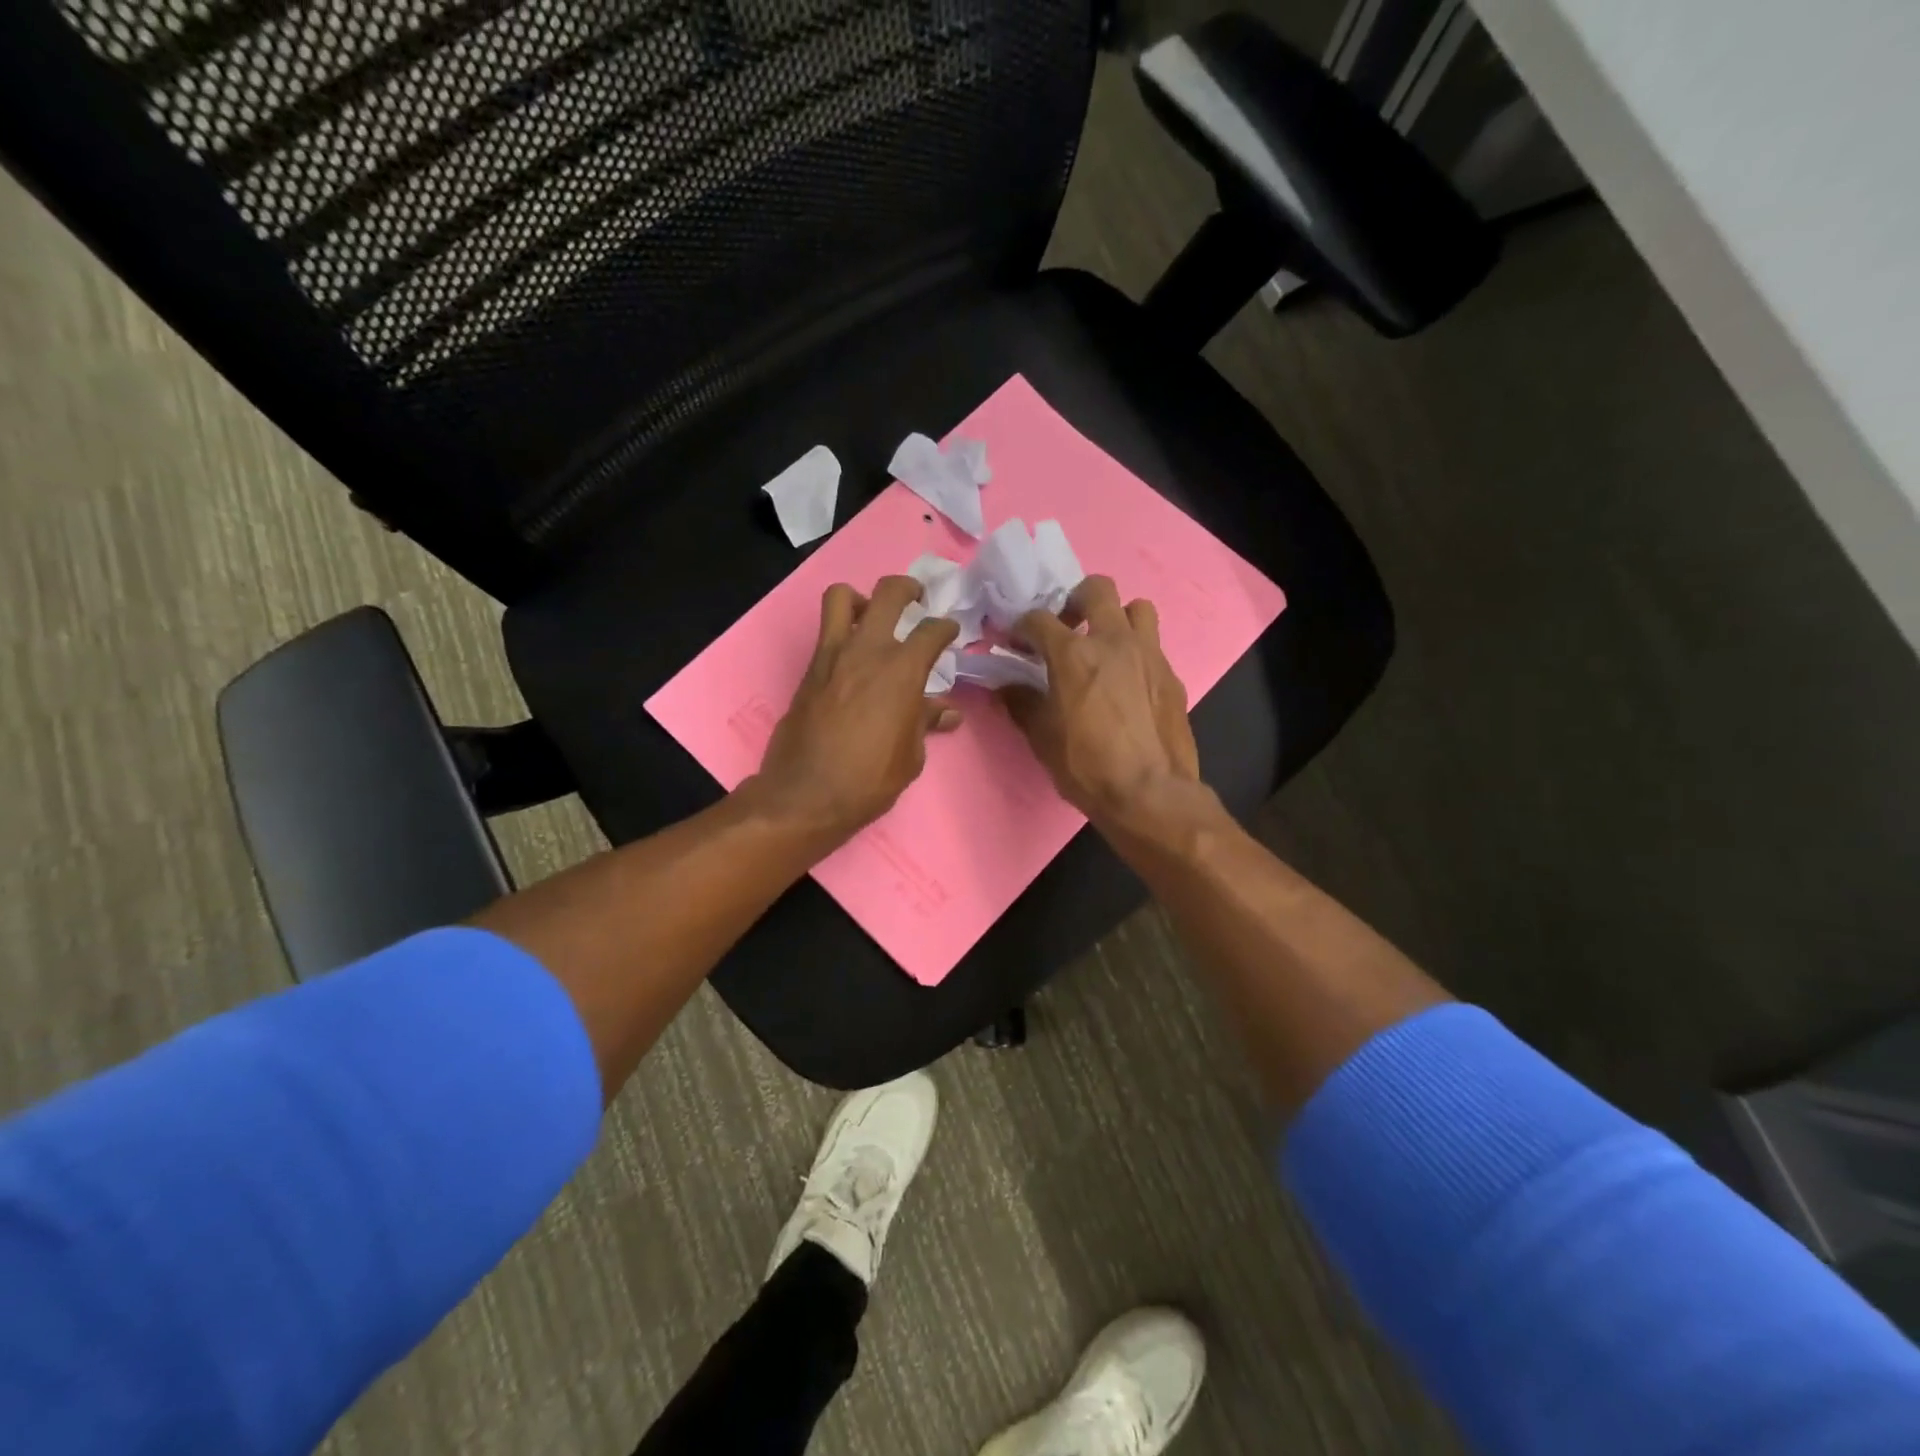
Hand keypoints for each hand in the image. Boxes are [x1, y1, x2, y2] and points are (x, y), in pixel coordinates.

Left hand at [748, 576, 961, 843]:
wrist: (806, 794)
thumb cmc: (868, 780)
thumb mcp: (910, 756)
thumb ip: (926, 722)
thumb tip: (947, 712)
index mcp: (902, 671)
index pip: (932, 631)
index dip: (946, 628)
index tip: (950, 632)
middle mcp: (868, 650)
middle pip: (889, 593)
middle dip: (908, 589)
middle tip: (916, 599)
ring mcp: (833, 655)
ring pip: (842, 597)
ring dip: (862, 598)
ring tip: (872, 615)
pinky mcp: (810, 669)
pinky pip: (826, 631)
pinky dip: (842, 629)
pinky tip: (853, 656)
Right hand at [1003, 576, 1200, 831]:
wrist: (1150, 793)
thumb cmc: (1087, 766)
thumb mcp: (1042, 738)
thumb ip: (1022, 703)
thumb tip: (1006, 686)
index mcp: (1074, 654)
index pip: (1038, 619)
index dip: (1021, 627)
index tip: (1015, 642)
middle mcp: (1113, 641)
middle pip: (1097, 589)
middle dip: (1075, 600)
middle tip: (1067, 628)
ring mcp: (1149, 654)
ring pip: (1136, 608)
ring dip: (1117, 619)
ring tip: (1105, 647)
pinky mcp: (1171, 675)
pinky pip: (1153, 646)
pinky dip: (1136, 653)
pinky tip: (1127, 683)